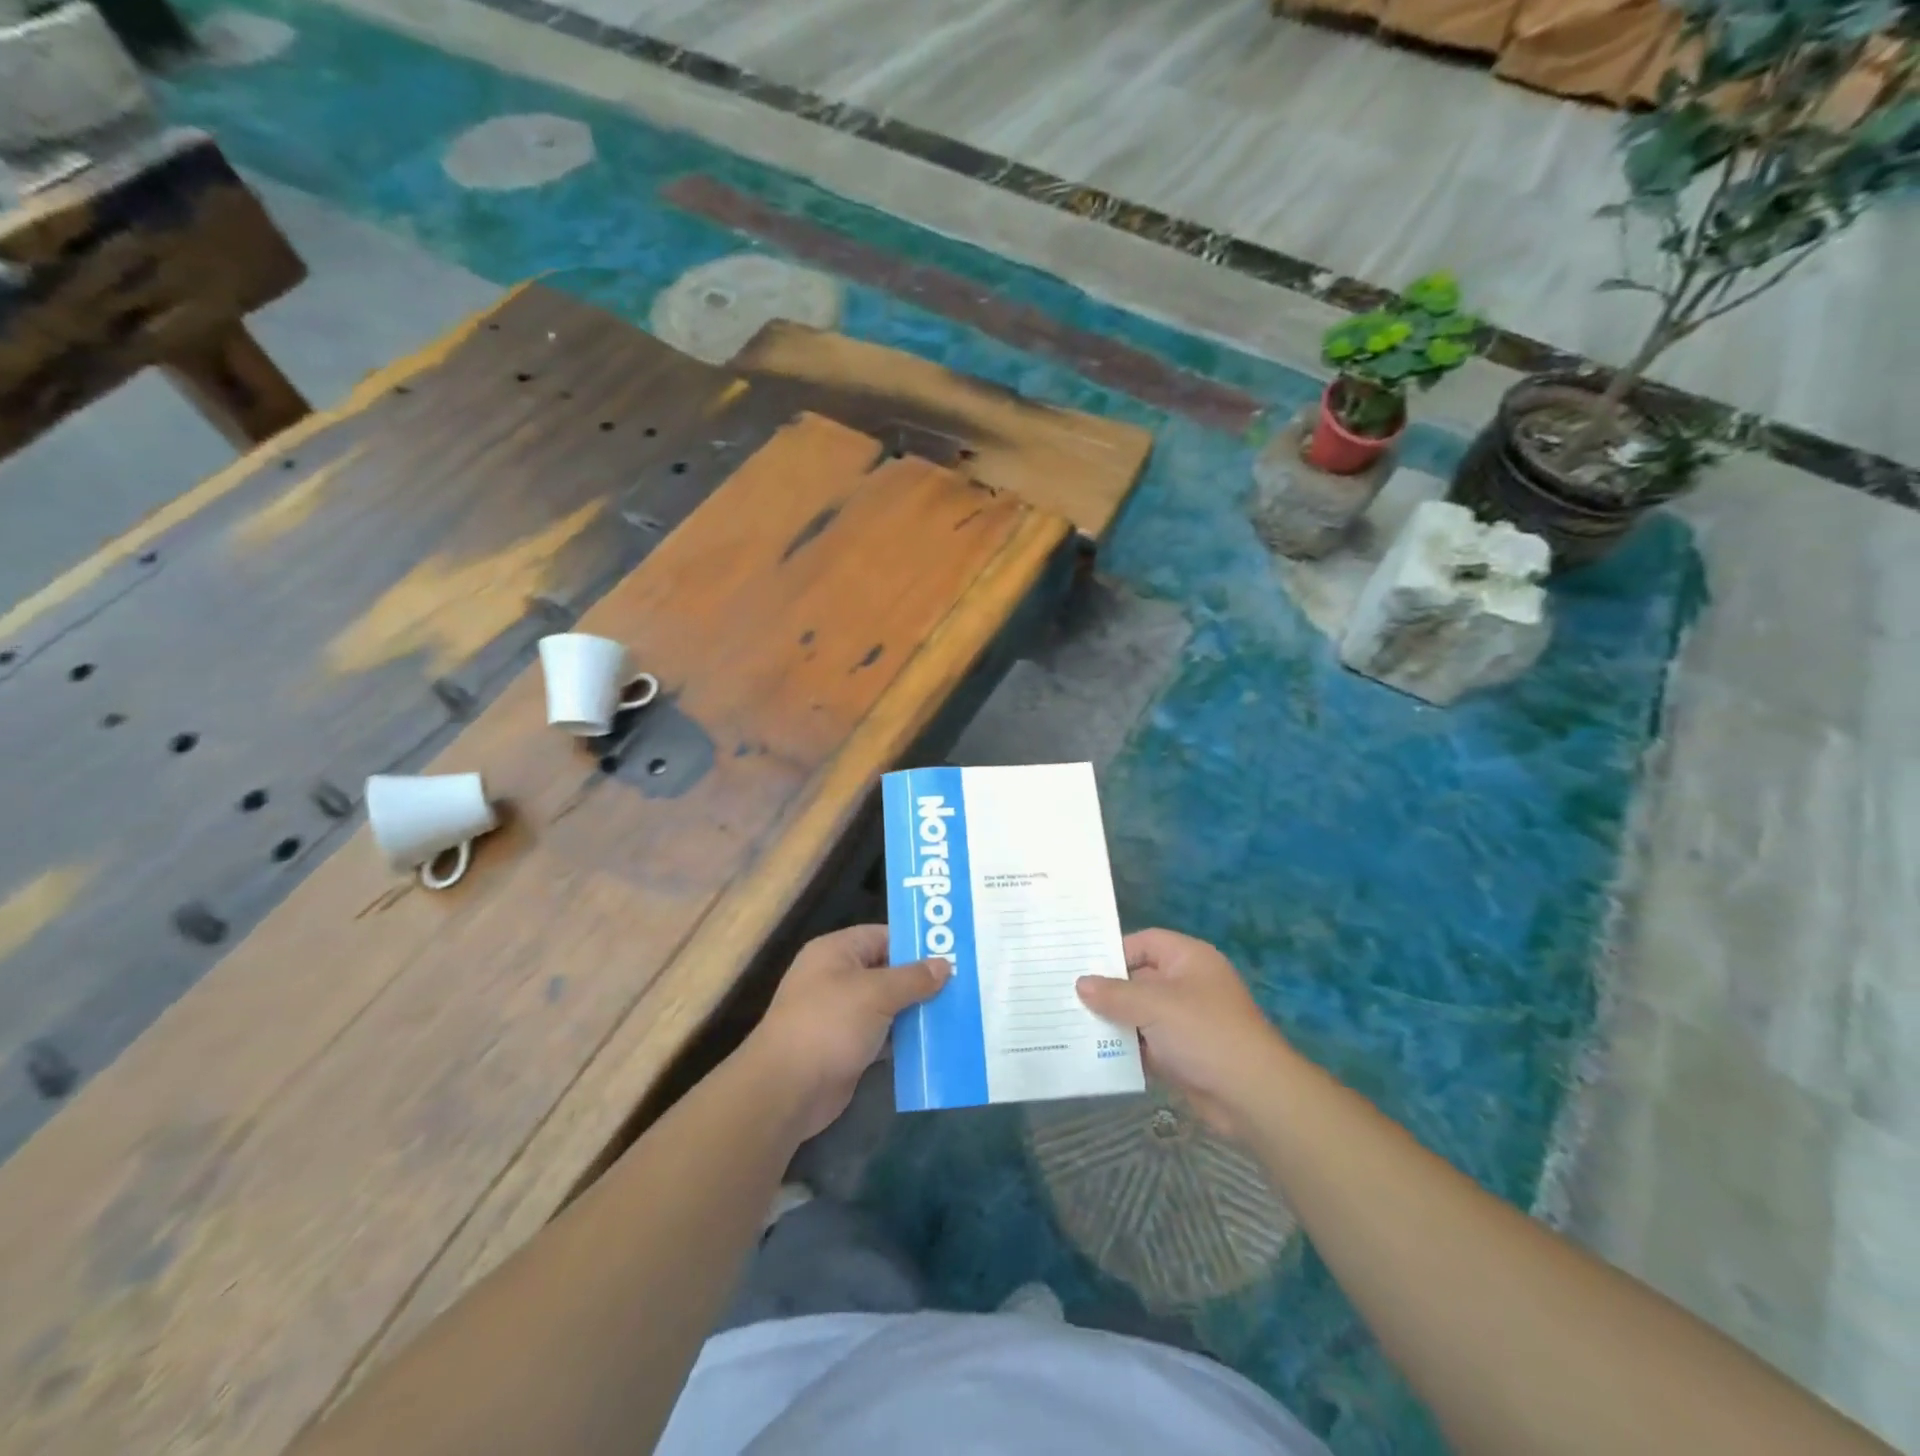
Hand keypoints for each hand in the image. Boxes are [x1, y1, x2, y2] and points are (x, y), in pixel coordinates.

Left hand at [749, 925, 949, 1139]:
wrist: (787, 1090)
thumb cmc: (829, 1025)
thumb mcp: (876, 993)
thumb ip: (912, 978)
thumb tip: (944, 964)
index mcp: (837, 951)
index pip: (884, 936)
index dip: (917, 943)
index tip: (954, 952)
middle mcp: (838, 978)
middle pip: (889, 971)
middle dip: (923, 979)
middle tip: (965, 983)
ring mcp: (842, 1015)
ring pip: (889, 1005)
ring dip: (918, 1011)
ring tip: (959, 1011)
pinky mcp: (848, 1047)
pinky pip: (885, 1035)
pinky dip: (906, 1038)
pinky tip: (937, 1042)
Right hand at [1077, 929, 1288, 1138]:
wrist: (1252, 1096)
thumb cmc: (1204, 1033)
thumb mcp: (1154, 1006)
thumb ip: (1114, 994)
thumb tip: (1081, 984)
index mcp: (1189, 959)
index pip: (1145, 943)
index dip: (1114, 952)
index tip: (1081, 967)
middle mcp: (1188, 985)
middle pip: (1139, 979)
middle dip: (1107, 991)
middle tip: (1066, 996)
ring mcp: (1186, 1021)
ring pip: (1140, 1014)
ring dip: (1114, 1022)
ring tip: (1072, 1025)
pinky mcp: (1183, 1054)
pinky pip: (1147, 1044)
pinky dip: (1126, 1049)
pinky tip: (1095, 1054)